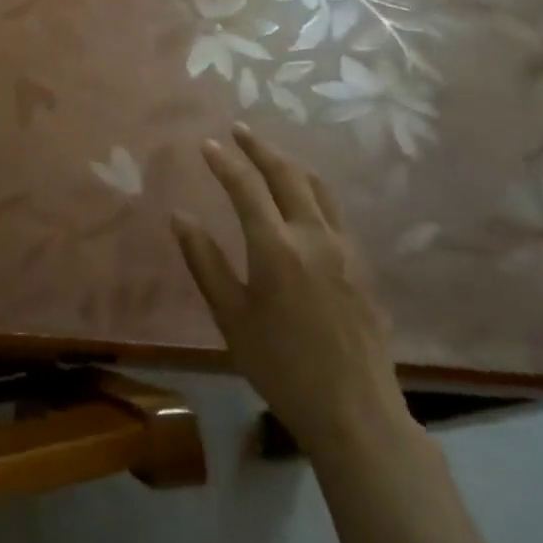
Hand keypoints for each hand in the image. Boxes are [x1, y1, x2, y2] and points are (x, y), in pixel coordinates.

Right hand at [173, 125, 408, 456]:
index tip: (206, 143)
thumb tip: (179, 216)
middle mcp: (314, 237)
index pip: (246, 188)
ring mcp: (345, 249)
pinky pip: (336, 211)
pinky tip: (304, 199)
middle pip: (288, 175)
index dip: (224, 162)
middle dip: (260, 148)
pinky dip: (314, 190)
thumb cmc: (281, 367)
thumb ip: (204, 261)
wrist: (355, 412)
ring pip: (318, 188)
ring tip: (270, 155)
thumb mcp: (231, 317)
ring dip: (291, 164)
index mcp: (277, 249)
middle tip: (239, 130)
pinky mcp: (363, 265)